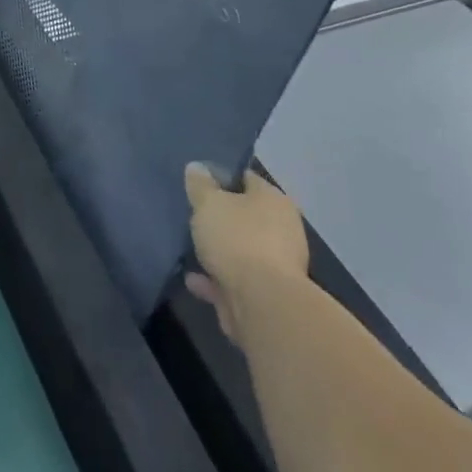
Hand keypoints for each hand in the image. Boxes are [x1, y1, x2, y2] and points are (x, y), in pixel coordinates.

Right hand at [184, 164, 308, 348]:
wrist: (262, 304)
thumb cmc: (237, 240)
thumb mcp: (208, 203)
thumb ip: (200, 185)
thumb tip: (197, 168)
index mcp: (274, 200)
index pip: (246, 178)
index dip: (221, 177)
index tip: (197, 182)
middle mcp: (282, 229)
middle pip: (244, 216)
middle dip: (220, 218)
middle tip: (192, 215)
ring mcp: (277, 265)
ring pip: (240, 250)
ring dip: (217, 251)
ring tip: (189, 249)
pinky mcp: (267, 295)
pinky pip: (236, 279)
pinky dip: (216, 279)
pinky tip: (193, 280)